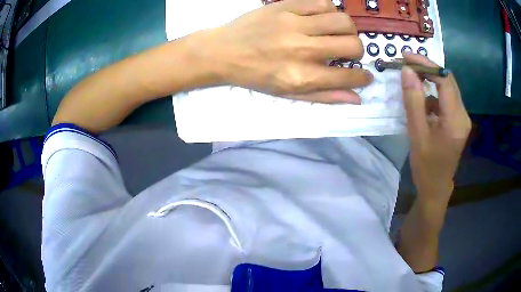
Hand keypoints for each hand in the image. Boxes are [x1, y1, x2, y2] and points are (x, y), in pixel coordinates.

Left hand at [196, 0, 372, 102]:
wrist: (223, 51)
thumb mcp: (287, 94)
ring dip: (347, 29)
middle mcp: (301, 49)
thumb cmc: (255, 76)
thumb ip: (324, 96)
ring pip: (342, 20)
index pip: (348, 76)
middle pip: (352, 44)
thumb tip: (357, 97)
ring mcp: (293, 24)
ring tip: (336, 32)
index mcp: (301, 77)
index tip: (364, 75)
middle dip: (357, 50)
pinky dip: (329, 11)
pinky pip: (323, 3)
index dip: (362, 77)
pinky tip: (321, 18)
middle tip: (347, 51)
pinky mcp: (285, 6)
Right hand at [401, 53, 470, 197]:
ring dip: (430, 80)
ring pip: (447, 88)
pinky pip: (446, 99)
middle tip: (406, 64)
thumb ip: (413, 101)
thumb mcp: (417, 134)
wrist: (436, 188)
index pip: (445, 79)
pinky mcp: (458, 120)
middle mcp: (463, 115)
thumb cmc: (426, 166)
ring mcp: (462, 117)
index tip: (406, 57)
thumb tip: (407, 71)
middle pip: (448, 81)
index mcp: (455, 119)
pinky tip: (422, 101)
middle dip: (427, 69)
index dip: (426, 64)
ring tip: (411, 80)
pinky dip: (433, 93)